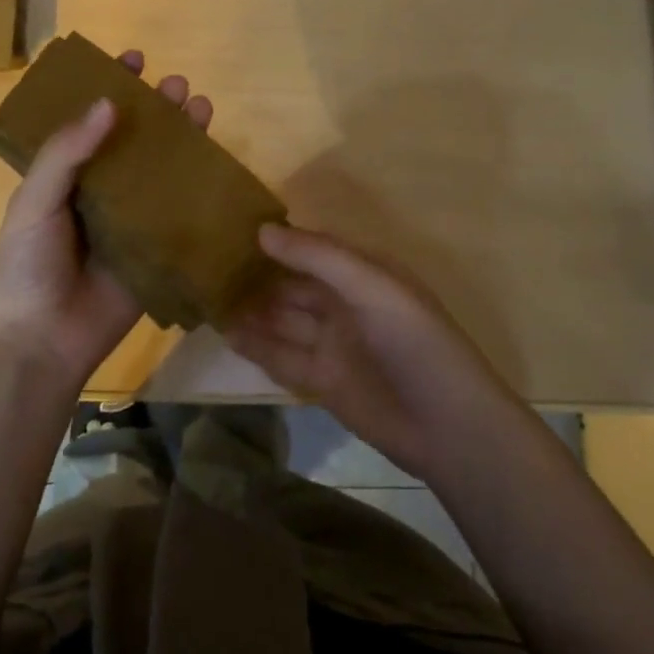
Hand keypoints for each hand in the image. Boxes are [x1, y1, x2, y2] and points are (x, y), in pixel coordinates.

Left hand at [0, 50, 213, 389]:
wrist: (41, 340)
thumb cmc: (26, 265)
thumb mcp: (34, 201)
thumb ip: (65, 153)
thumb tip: (108, 103)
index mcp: (65, 176)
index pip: (91, 121)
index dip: (110, 88)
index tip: (132, 59)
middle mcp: (100, 190)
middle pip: (134, 140)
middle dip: (155, 109)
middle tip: (175, 85)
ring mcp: (131, 220)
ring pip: (162, 169)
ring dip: (182, 138)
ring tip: (201, 107)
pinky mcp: (156, 248)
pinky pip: (180, 212)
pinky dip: (199, 187)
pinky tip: (217, 162)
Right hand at [224, 225, 519, 482]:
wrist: (447, 426)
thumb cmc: (414, 341)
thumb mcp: (371, 287)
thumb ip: (318, 257)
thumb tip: (261, 229)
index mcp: (363, 274)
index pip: (311, 249)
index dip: (276, 239)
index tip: (231, 227)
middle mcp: (345, 304)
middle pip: (292, 284)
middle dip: (256, 275)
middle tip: (206, 263)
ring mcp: (332, 344)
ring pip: (282, 319)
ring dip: (250, 309)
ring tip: (206, 295)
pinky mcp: (322, 381)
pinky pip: (282, 356)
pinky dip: (256, 345)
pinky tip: (225, 332)